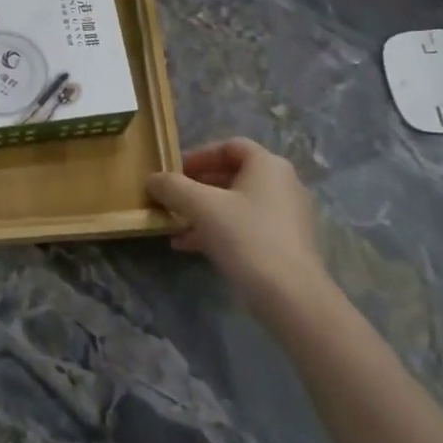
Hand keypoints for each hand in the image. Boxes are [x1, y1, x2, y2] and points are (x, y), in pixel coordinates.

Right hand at [145, 138, 328, 320]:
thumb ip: (173, 187)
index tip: (174, 171)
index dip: (198, 155)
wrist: (291, 296)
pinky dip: (218, 230)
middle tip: (172, 198)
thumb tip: (152, 179)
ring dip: (204, 211)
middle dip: (197, 187)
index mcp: (268, 165)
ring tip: (174, 224)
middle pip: (232, 175)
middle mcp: (282, 184)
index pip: (230, 146)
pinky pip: (246, 227)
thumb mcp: (201, 207)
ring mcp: (286, 216)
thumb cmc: (246, 237)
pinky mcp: (285, 245)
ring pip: (237, 204)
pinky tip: (190, 246)